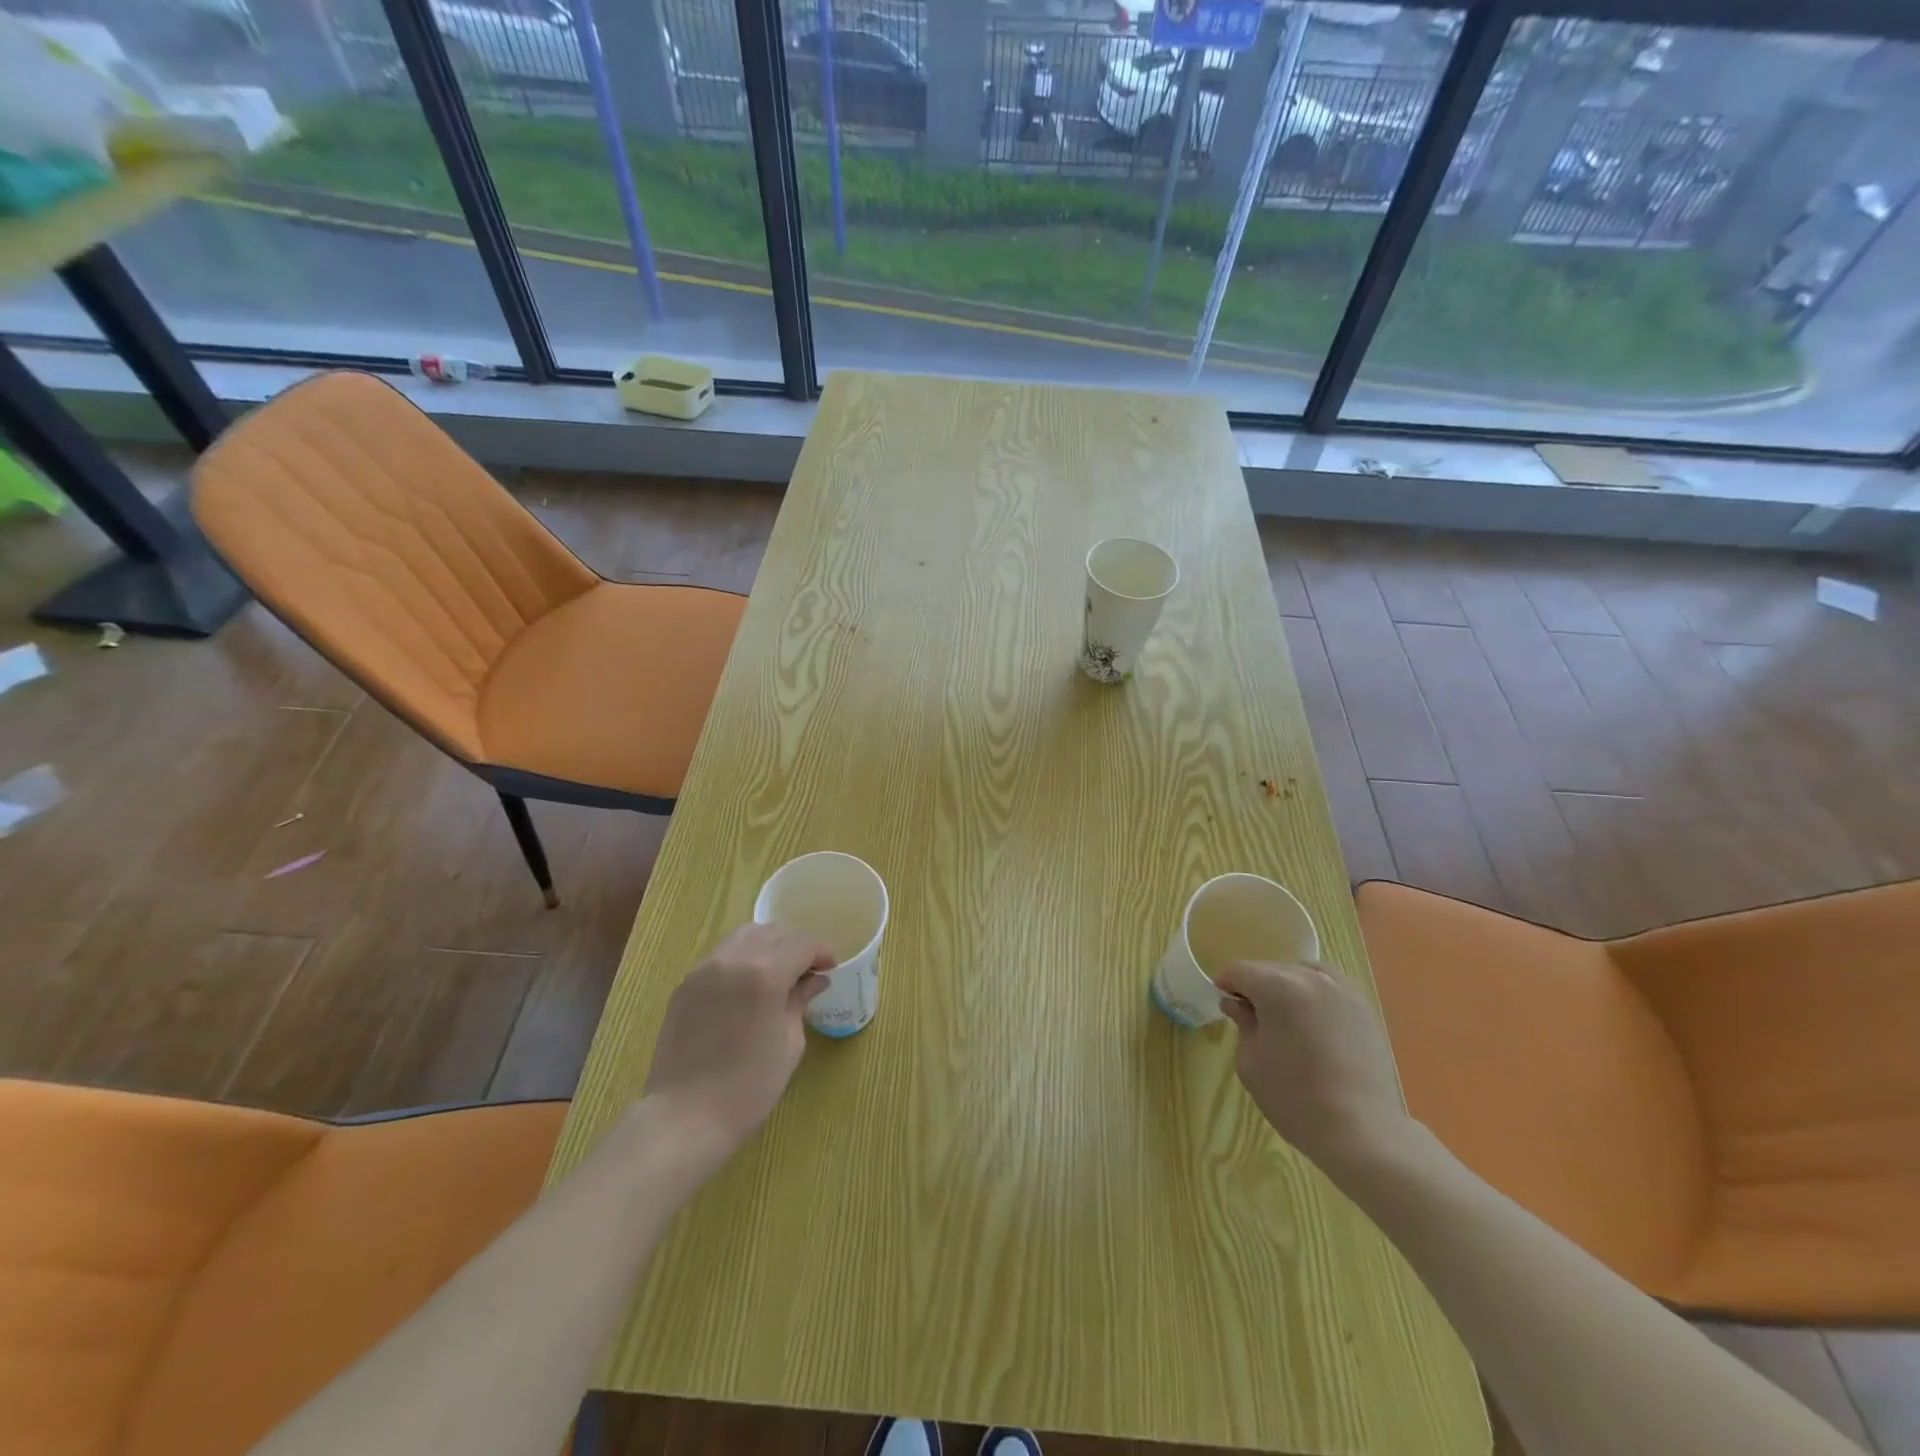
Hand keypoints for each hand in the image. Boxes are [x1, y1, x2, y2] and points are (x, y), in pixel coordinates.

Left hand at [642, 923, 834, 1166]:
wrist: (685, 1117)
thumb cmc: (748, 1086)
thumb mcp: (789, 1043)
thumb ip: (800, 1001)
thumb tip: (814, 980)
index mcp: (764, 974)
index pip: (801, 944)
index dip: (821, 952)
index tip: (831, 968)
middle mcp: (733, 960)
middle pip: (773, 932)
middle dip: (796, 945)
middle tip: (808, 969)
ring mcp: (704, 969)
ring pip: (744, 936)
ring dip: (768, 945)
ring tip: (778, 971)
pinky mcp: (686, 984)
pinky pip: (721, 955)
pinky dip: (742, 957)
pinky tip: (748, 984)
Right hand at [1215, 960, 1418, 1178]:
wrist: (1361, 1131)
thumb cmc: (1294, 1098)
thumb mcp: (1251, 1061)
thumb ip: (1242, 1023)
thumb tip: (1236, 1004)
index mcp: (1277, 987)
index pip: (1240, 970)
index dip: (1226, 984)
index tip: (1223, 1002)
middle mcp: (1309, 978)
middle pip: (1271, 969)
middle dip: (1256, 986)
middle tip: (1251, 1015)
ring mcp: (1342, 990)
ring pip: (1301, 973)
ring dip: (1286, 987)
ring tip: (1285, 1017)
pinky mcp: (1364, 1008)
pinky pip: (1330, 986)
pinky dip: (1314, 994)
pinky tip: (1313, 1021)